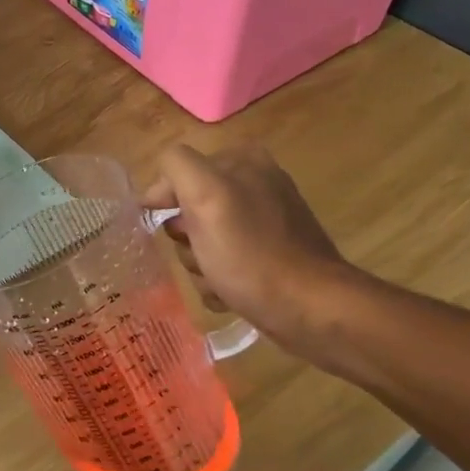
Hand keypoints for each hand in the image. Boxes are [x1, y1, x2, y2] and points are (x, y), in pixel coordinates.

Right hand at [143, 143, 365, 361]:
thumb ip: (178, 166)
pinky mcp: (268, 258)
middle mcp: (255, 187)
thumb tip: (161, 182)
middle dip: (187, 240)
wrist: (308, 308)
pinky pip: (223, 265)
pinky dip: (218, 282)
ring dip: (200, 267)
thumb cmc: (250, 253)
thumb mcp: (206, 196)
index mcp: (243, 162)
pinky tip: (229, 293)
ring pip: (202, 243)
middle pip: (189, 211)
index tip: (164, 228)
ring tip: (218, 280)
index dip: (166, 201)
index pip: (179, 171)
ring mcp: (263, 224)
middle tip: (201, 255)